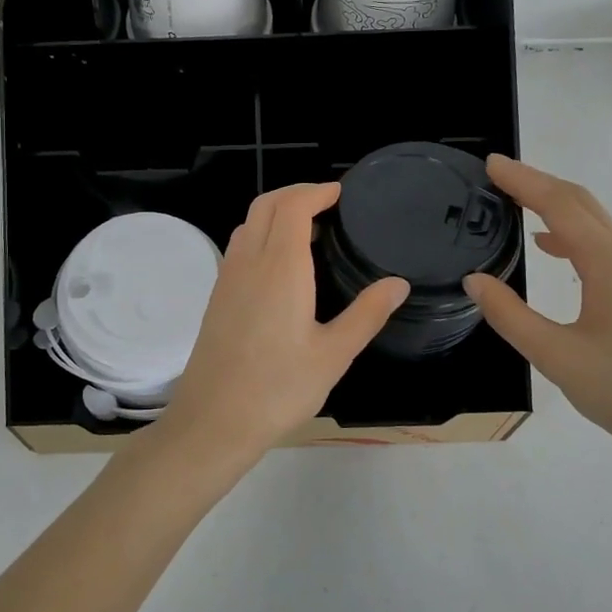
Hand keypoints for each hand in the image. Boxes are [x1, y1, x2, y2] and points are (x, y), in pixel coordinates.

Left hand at [159, 182, 409, 461]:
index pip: (293, 206)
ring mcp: (227, 278)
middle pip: (266, 205)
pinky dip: (261, 234)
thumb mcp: (334, 354)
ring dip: (275, 212)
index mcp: (280, 267)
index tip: (340, 192)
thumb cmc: (279, 388)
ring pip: (248, 224)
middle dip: (295, 193)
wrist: (214, 420)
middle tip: (326, 202)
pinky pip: (239, 246)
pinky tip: (280, 264)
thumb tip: (398, 283)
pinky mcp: (217, 296)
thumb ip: (367, 314)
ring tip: (307, 229)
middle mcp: (249, 262)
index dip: (316, 191)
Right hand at [463, 155, 611, 481]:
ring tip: (518, 205)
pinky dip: (577, 234)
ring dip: (558, 207)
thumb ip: (510, 316)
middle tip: (498, 176)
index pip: (562, 206)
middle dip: (540, 184)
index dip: (524, 181)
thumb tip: (475, 281)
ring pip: (600, 224)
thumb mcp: (557, 359)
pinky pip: (611, 246)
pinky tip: (555, 248)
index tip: (492, 164)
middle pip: (585, 205)